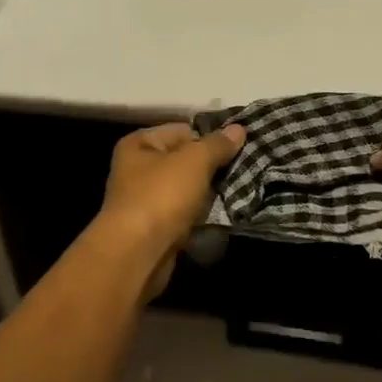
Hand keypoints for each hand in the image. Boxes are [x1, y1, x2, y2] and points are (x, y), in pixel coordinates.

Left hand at [97, 121, 245, 298]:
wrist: (137, 253)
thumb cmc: (161, 196)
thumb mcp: (194, 161)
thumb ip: (217, 144)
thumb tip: (238, 129)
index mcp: (139, 144)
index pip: (182, 130)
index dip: (210, 138)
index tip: (238, 148)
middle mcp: (138, 169)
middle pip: (185, 160)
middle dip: (212, 167)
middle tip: (243, 170)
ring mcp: (146, 200)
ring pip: (187, 189)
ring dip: (209, 193)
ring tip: (239, 191)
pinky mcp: (155, 227)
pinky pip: (185, 213)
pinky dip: (201, 215)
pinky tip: (223, 214)